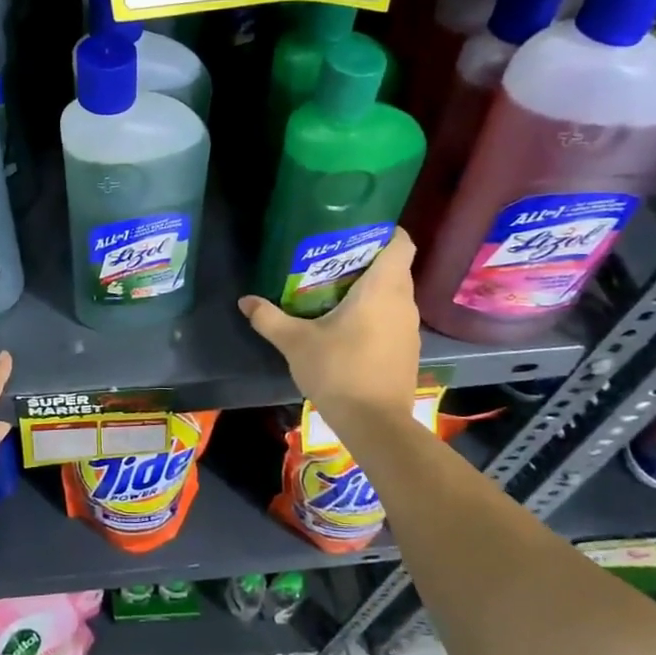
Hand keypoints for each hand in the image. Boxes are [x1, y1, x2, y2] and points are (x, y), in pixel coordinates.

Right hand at [239, 228, 420, 435]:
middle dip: (368, 259)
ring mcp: (410, 329)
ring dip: (372, 288)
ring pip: (395, 294)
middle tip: (332, 259)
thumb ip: (269, 318)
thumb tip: (245, 301)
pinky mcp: (407, 351)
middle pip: (395, 267)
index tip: (358, 229)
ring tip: (335, 289)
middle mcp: (403, 302)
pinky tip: (348, 324)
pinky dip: (376, 313)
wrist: (375, 425)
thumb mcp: (295, 342)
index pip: (401, 243)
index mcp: (382, 289)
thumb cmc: (339, 371)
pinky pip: (394, 317)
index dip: (385, 230)